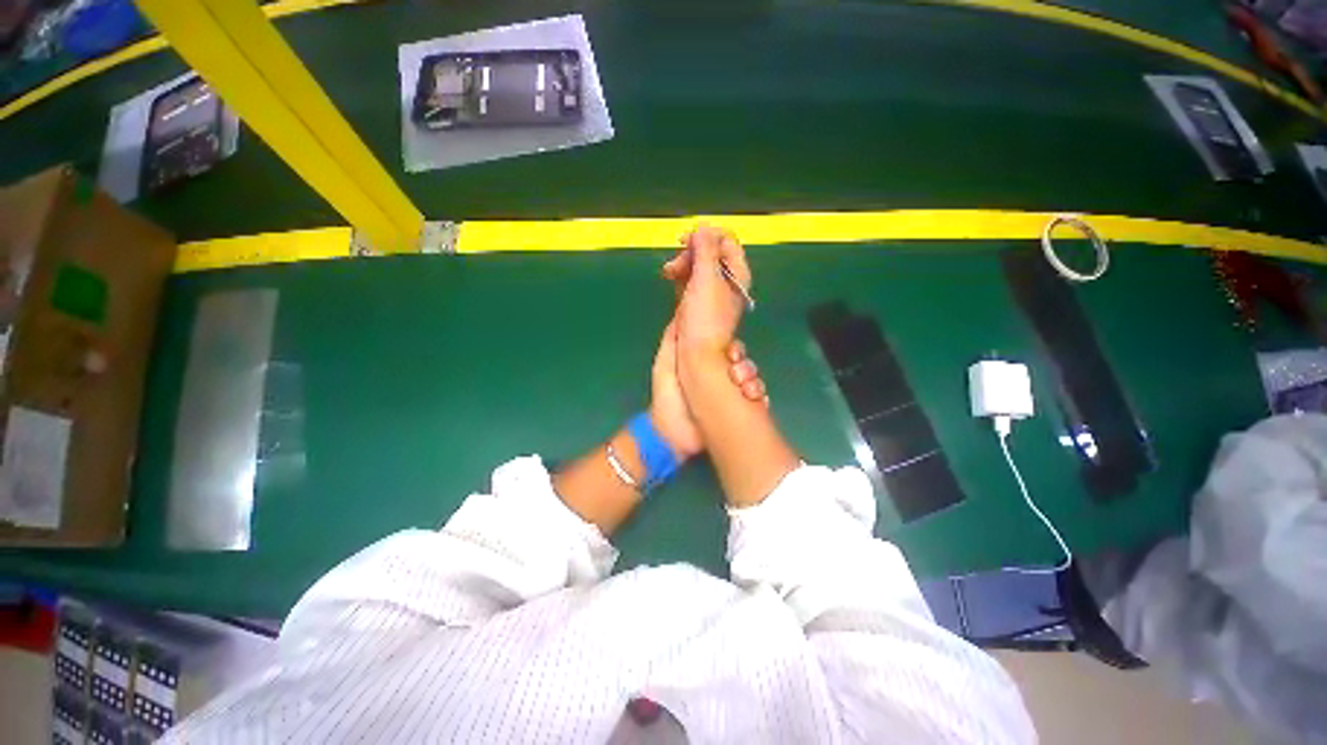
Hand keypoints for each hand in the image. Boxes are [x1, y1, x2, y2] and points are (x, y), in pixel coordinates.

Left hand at [650, 321, 765, 460]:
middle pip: (743, 364)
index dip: (734, 349)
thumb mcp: (664, 365)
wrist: (672, 436)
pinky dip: (758, 398)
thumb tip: (681, 314)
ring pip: (752, 380)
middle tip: (737, 373)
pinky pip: (757, 400)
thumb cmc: (667, 399)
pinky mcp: (740, 413)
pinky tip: (752, 399)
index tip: (733, 352)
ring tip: (744, 389)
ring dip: (751, 382)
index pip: (727, 350)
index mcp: (706, 366)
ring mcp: (732, 396)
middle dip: (744, 367)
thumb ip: (672, 340)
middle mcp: (721, 378)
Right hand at [662, 224, 751, 358]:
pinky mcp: (698, 302)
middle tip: (676, 261)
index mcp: (737, 273)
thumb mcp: (706, 279)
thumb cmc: (704, 317)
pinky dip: (682, 276)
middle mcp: (727, 281)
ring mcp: (712, 292)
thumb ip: (706, 250)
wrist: (696, 353)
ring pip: (699, 266)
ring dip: (684, 263)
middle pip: (711, 252)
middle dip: (692, 251)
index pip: (726, 241)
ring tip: (669, 272)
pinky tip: (673, 279)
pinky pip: (691, 280)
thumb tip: (703, 227)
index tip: (686, 240)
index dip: (707, 235)